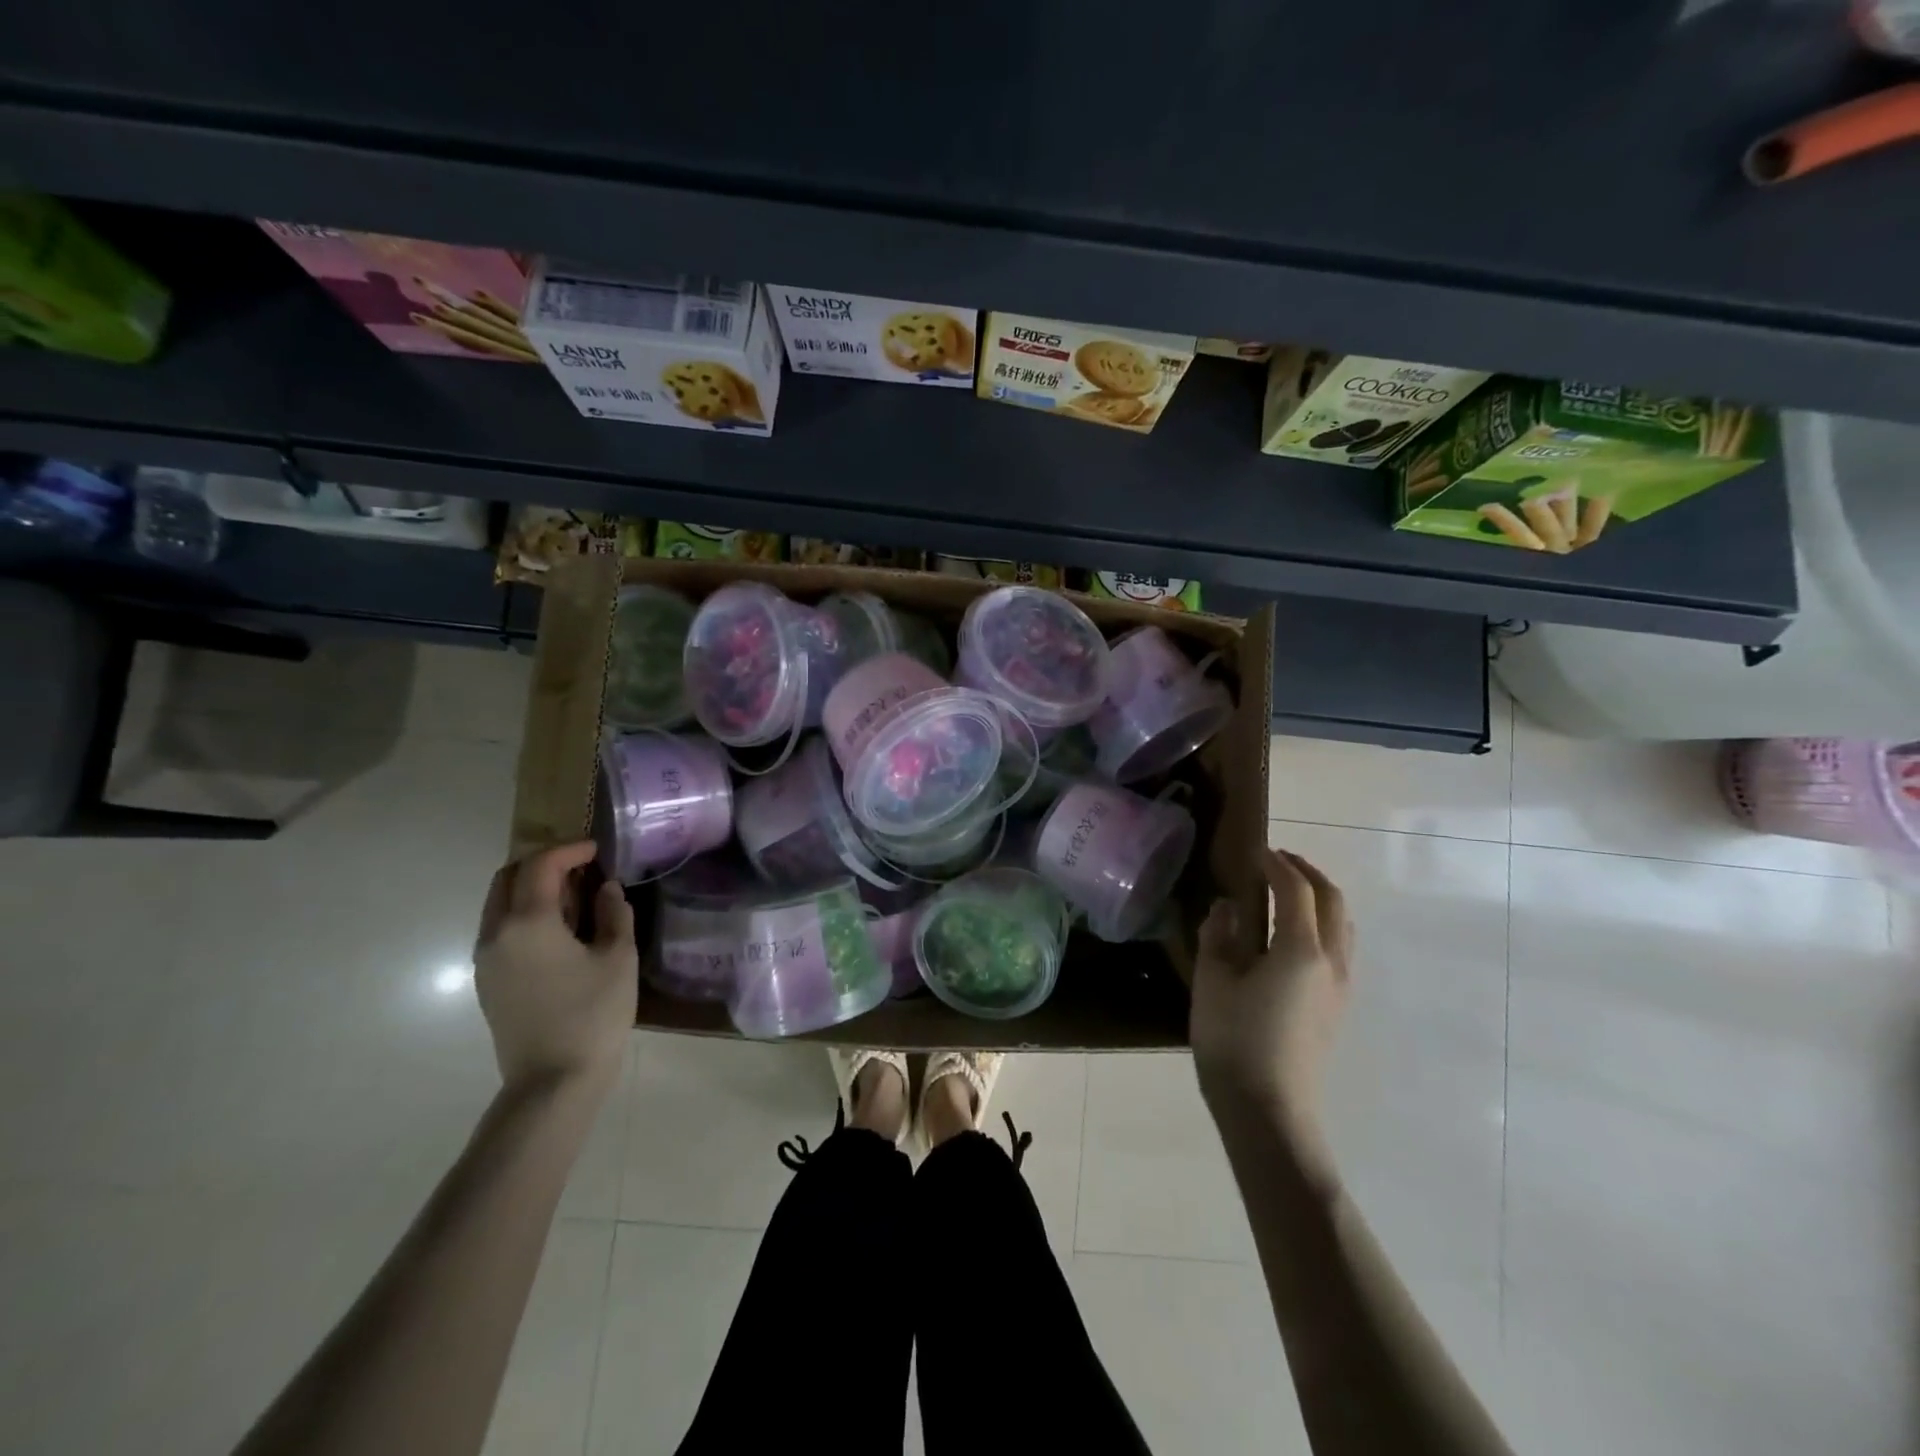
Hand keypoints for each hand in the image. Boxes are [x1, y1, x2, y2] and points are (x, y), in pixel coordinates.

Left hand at [473, 842, 636, 1092]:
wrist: (554, 1082)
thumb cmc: (593, 1014)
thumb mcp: (619, 957)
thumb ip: (614, 913)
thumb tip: (606, 889)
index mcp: (528, 923)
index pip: (541, 866)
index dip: (570, 849)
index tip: (598, 849)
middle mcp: (496, 934)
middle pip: (508, 878)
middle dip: (543, 864)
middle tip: (581, 867)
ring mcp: (486, 960)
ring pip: (499, 904)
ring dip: (532, 889)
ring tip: (574, 897)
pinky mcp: (488, 982)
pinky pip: (501, 930)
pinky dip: (525, 914)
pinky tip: (559, 930)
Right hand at [1192, 848, 1352, 1156]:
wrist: (1269, 1112)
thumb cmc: (1233, 1042)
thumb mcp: (1212, 982)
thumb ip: (1218, 936)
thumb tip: (1227, 908)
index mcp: (1300, 950)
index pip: (1295, 889)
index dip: (1276, 864)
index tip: (1253, 852)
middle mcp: (1332, 961)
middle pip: (1332, 900)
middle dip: (1306, 873)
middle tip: (1275, 862)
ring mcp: (1342, 986)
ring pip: (1343, 923)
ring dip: (1319, 897)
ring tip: (1287, 893)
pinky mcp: (1339, 1006)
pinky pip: (1341, 946)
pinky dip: (1323, 923)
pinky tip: (1294, 935)